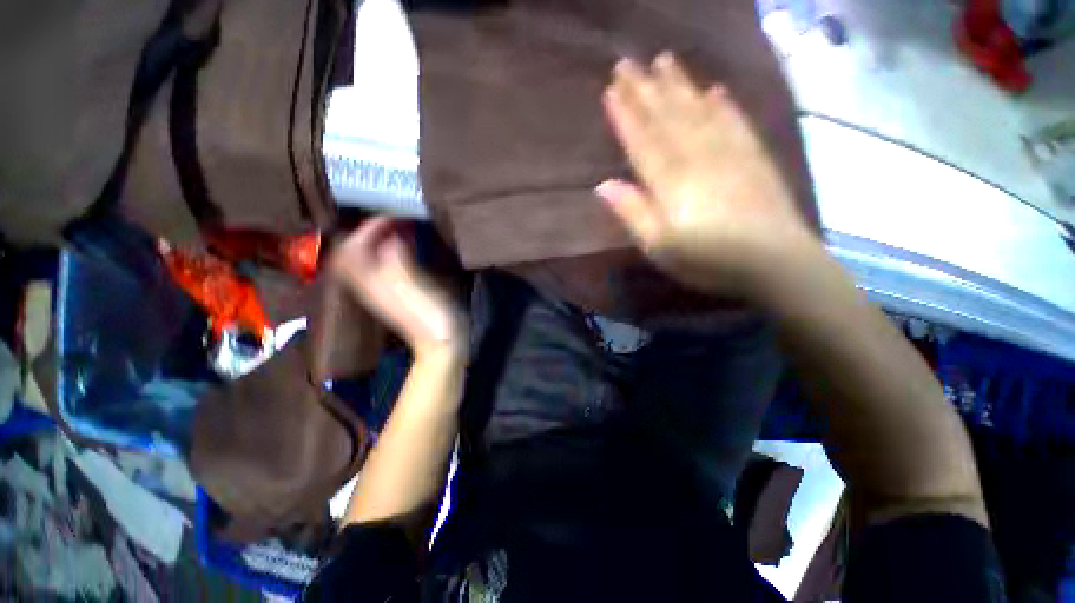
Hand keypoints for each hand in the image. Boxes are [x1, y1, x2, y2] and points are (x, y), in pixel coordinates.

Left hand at [333, 217, 465, 358]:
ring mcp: (383, 288)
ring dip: (381, 238)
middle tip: (396, 218)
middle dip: (372, 229)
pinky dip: (392, 249)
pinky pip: (385, 263)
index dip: (371, 226)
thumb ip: (397, 257)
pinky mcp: (397, 292)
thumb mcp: (413, 286)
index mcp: (371, 281)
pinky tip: (409, 245)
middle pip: (356, 249)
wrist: (441, 345)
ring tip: (402, 226)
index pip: (355, 245)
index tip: (396, 215)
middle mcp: (370, 282)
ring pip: (369, 255)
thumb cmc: (431, 317)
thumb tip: (392, 231)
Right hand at [596, 53, 816, 297]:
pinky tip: (716, 90)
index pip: (642, 141)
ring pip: (698, 112)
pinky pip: (735, 123)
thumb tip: (603, 186)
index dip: (625, 115)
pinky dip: (723, 105)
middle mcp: (698, 158)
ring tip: (665, 60)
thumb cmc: (708, 260)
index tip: (611, 89)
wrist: (776, 262)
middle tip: (629, 62)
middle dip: (646, 90)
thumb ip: (632, 213)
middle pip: (668, 118)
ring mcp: (730, 154)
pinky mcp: (754, 158)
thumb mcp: (659, 247)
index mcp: (671, 182)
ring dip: (680, 85)